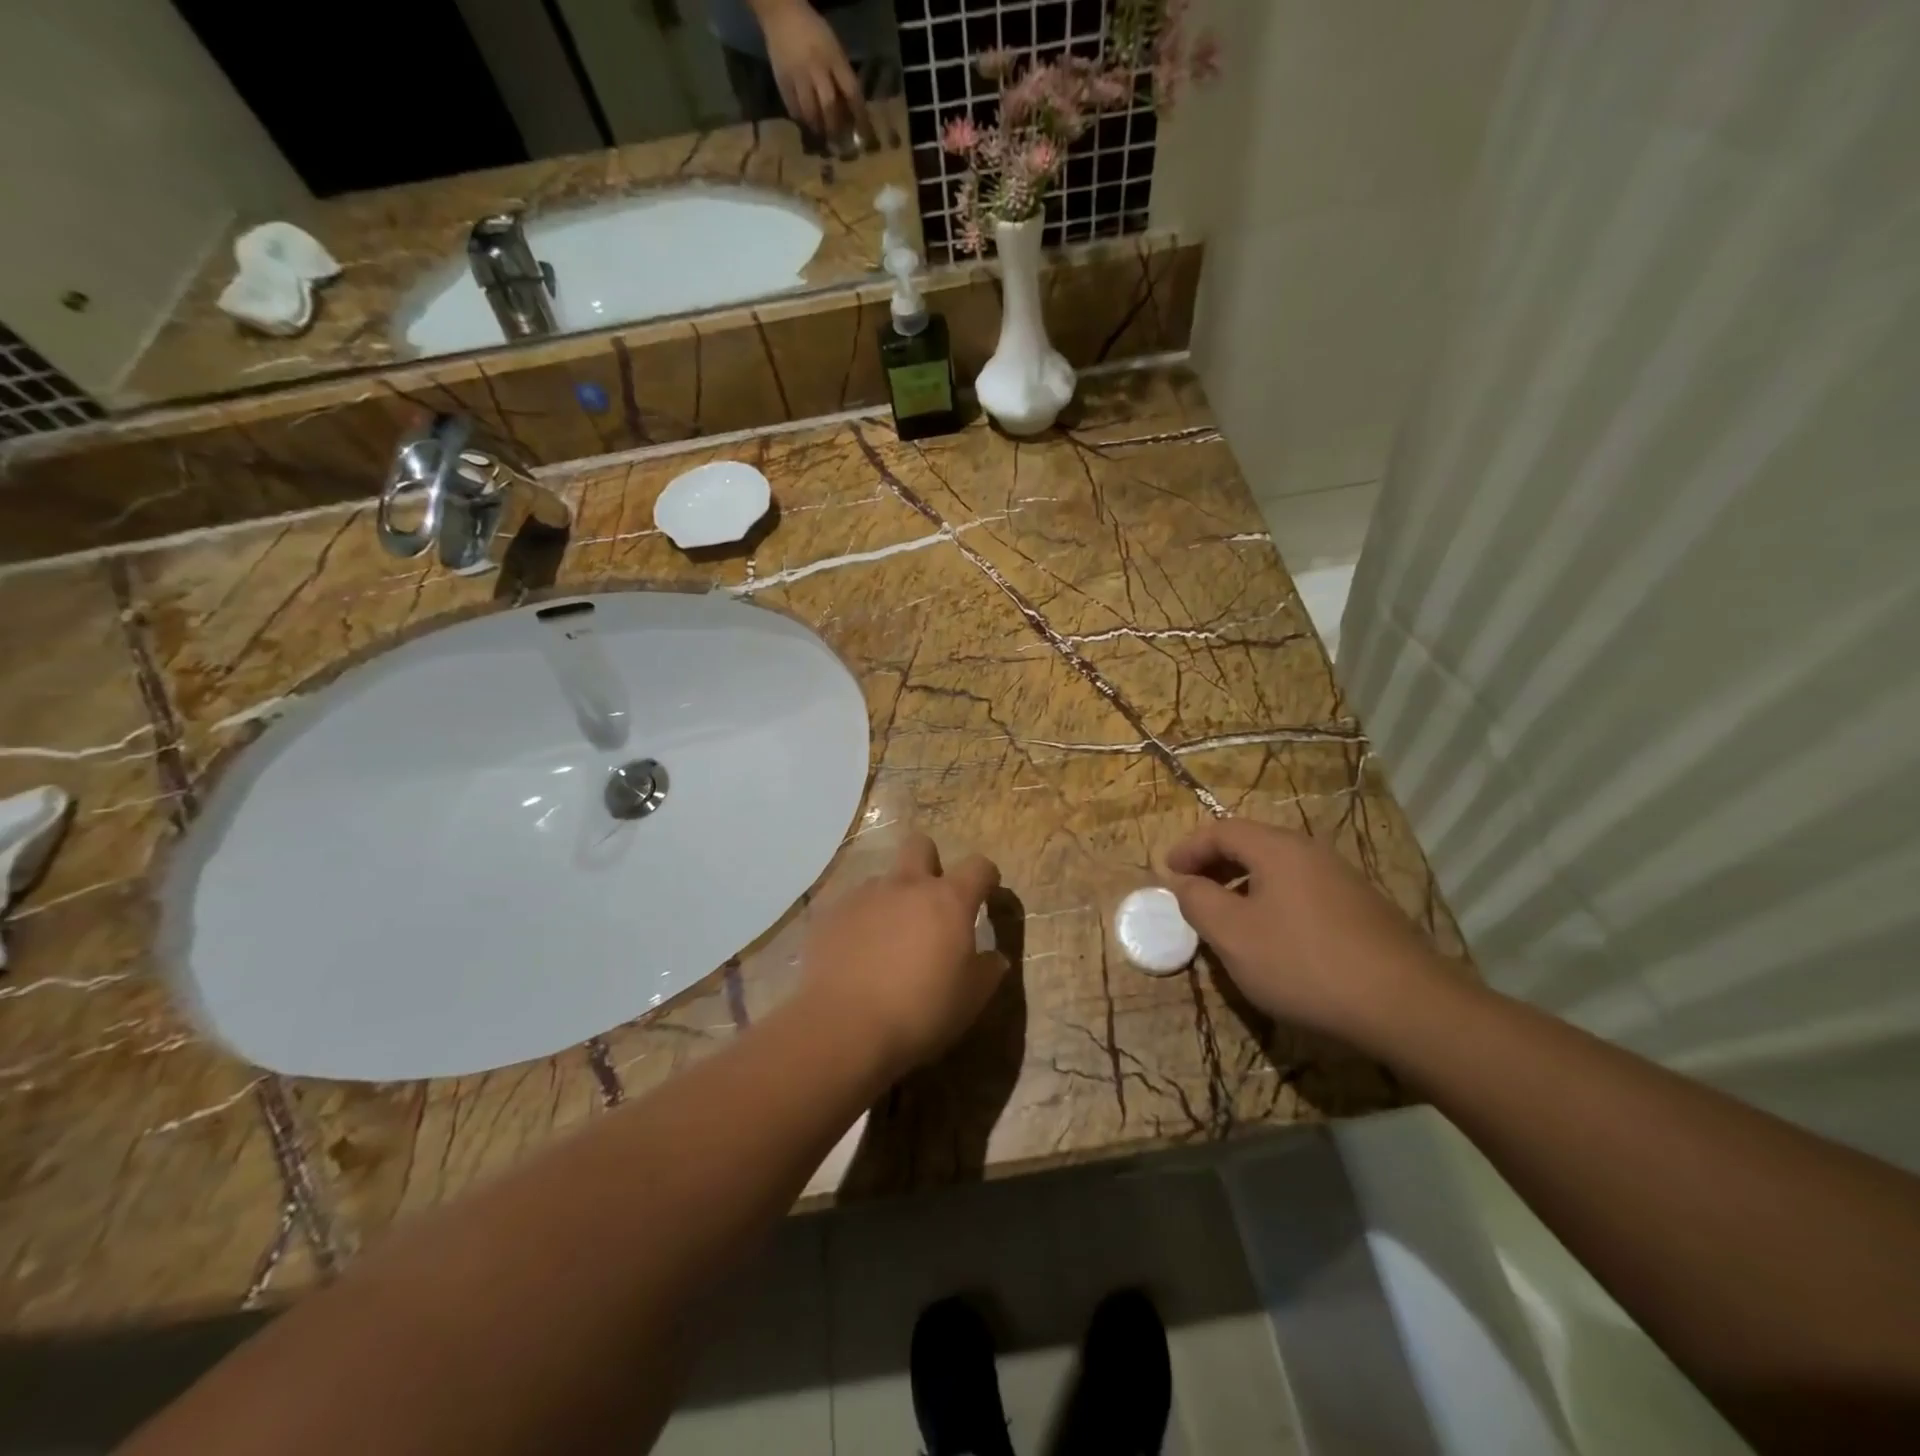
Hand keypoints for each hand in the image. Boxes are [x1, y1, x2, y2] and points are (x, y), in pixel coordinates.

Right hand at [753, 0, 868, 137]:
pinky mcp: (782, 80)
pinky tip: (805, 123)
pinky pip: (793, 108)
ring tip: (822, 137)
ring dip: (818, 128)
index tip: (864, 136)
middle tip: (838, 144)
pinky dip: (801, 119)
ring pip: (810, 112)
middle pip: (829, 107)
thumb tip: (850, 112)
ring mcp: (798, 75)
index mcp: (834, 57)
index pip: (852, 91)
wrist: (781, 13)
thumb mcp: (834, 49)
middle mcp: (816, 67)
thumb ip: (842, 76)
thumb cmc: (813, 33)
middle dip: (835, 128)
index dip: (860, 116)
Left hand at [798, 832, 1004, 1076]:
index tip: (987, 893)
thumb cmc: (920, 1012)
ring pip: (883, 880)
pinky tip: (856, 956)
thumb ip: (988, 971)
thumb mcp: (970, 999)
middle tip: (931, 901)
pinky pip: (851, 907)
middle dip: (929, 862)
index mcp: (948, 900)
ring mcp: (863, 896)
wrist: (843, 1027)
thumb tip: (993, 958)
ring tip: (887, 940)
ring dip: (891, 899)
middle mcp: (905, 886)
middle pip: (920, 846)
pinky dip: (860, 923)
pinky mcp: (829, 914)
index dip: (986, 877)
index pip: (978, 866)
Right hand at [1162, 819, 1443, 1039]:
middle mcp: (1312, 852)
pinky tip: (1273, 939)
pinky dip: (1273, 901)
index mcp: (1278, 848)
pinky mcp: (1362, 910)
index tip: (1168, 873)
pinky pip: (1302, 891)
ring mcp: (1343, 880)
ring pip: (1279, 870)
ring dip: (1244, 885)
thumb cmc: (1304, 963)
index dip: (1189, 848)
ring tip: (1227, 918)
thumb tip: (1183, 882)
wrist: (1406, 1006)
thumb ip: (1198, 902)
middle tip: (1192, 892)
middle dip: (1215, 865)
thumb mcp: (1233, 935)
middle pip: (1252, 844)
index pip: (1222, 831)